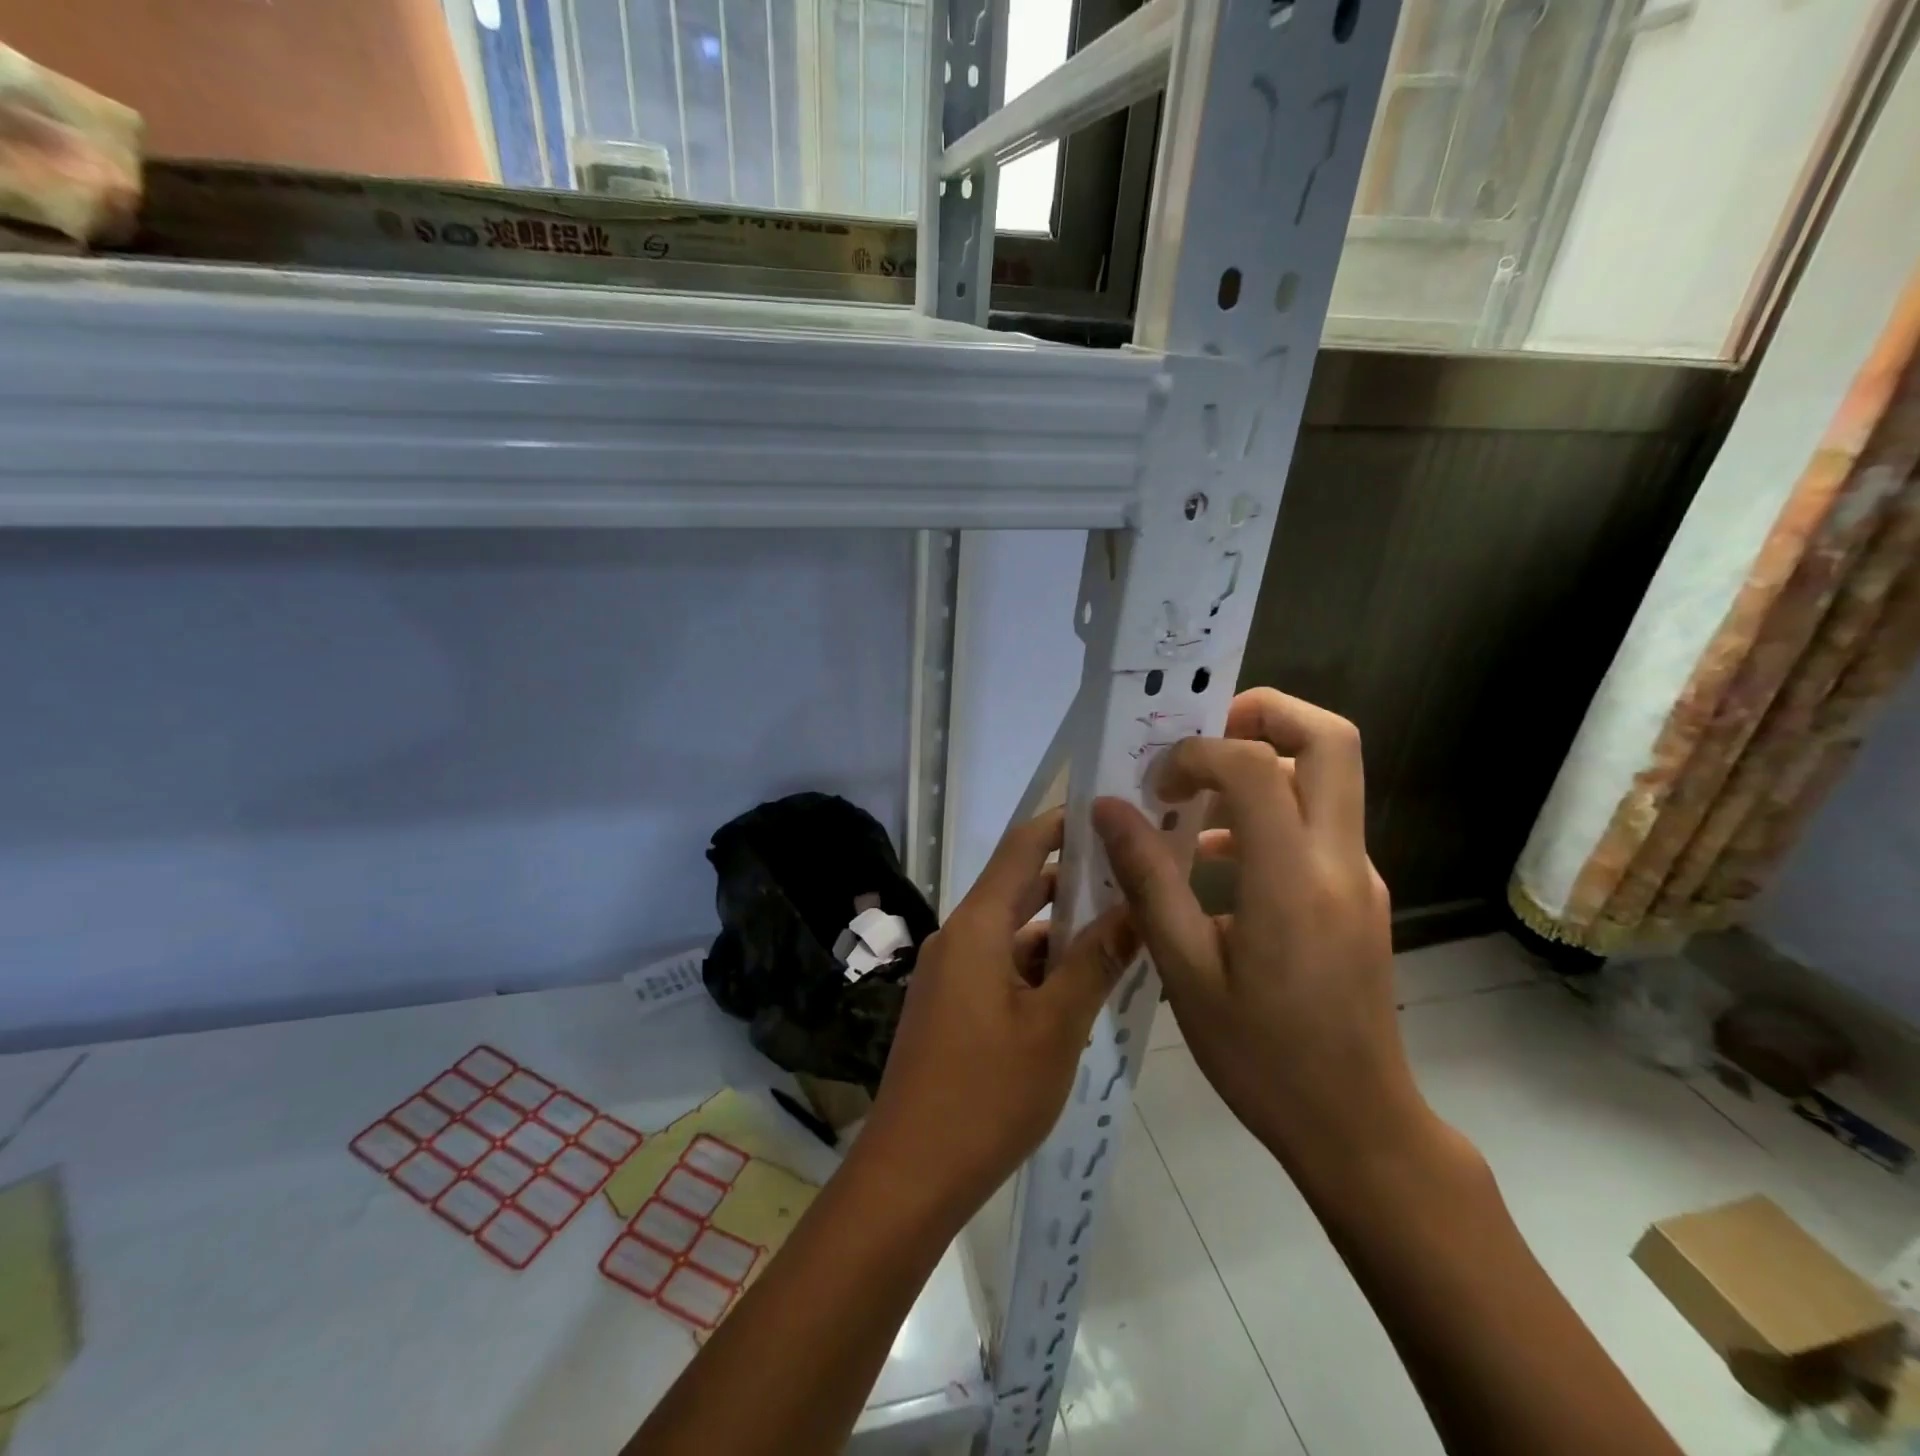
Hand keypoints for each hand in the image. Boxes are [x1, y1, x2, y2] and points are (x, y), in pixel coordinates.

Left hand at [854, 807, 1137, 1226]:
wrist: (911, 1174)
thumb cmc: (986, 1095)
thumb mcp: (1055, 1028)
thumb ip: (1095, 963)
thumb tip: (1136, 907)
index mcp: (976, 927)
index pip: (1022, 848)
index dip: (1063, 823)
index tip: (1110, 810)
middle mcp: (959, 938)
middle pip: (1020, 888)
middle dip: (1074, 880)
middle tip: (1134, 873)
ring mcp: (952, 974)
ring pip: (1015, 934)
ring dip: (1062, 932)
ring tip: (1125, 930)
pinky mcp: (953, 1006)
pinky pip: (1003, 968)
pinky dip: (1041, 968)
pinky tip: (1084, 987)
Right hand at [1092, 689, 1430, 1188]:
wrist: (1357, 1126)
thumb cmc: (1262, 1057)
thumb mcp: (1185, 972)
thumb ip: (1148, 881)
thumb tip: (1108, 809)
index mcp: (1293, 881)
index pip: (1256, 767)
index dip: (1199, 752)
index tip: (1156, 783)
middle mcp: (1340, 861)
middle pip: (1331, 739)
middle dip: (1264, 713)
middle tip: (1201, 734)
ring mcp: (1357, 875)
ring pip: (1328, 777)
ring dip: (1262, 764)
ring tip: (1190, 799)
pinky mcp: (1358, 894)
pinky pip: (1316, 823)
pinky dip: (1268, 812)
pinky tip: (1212, 860)